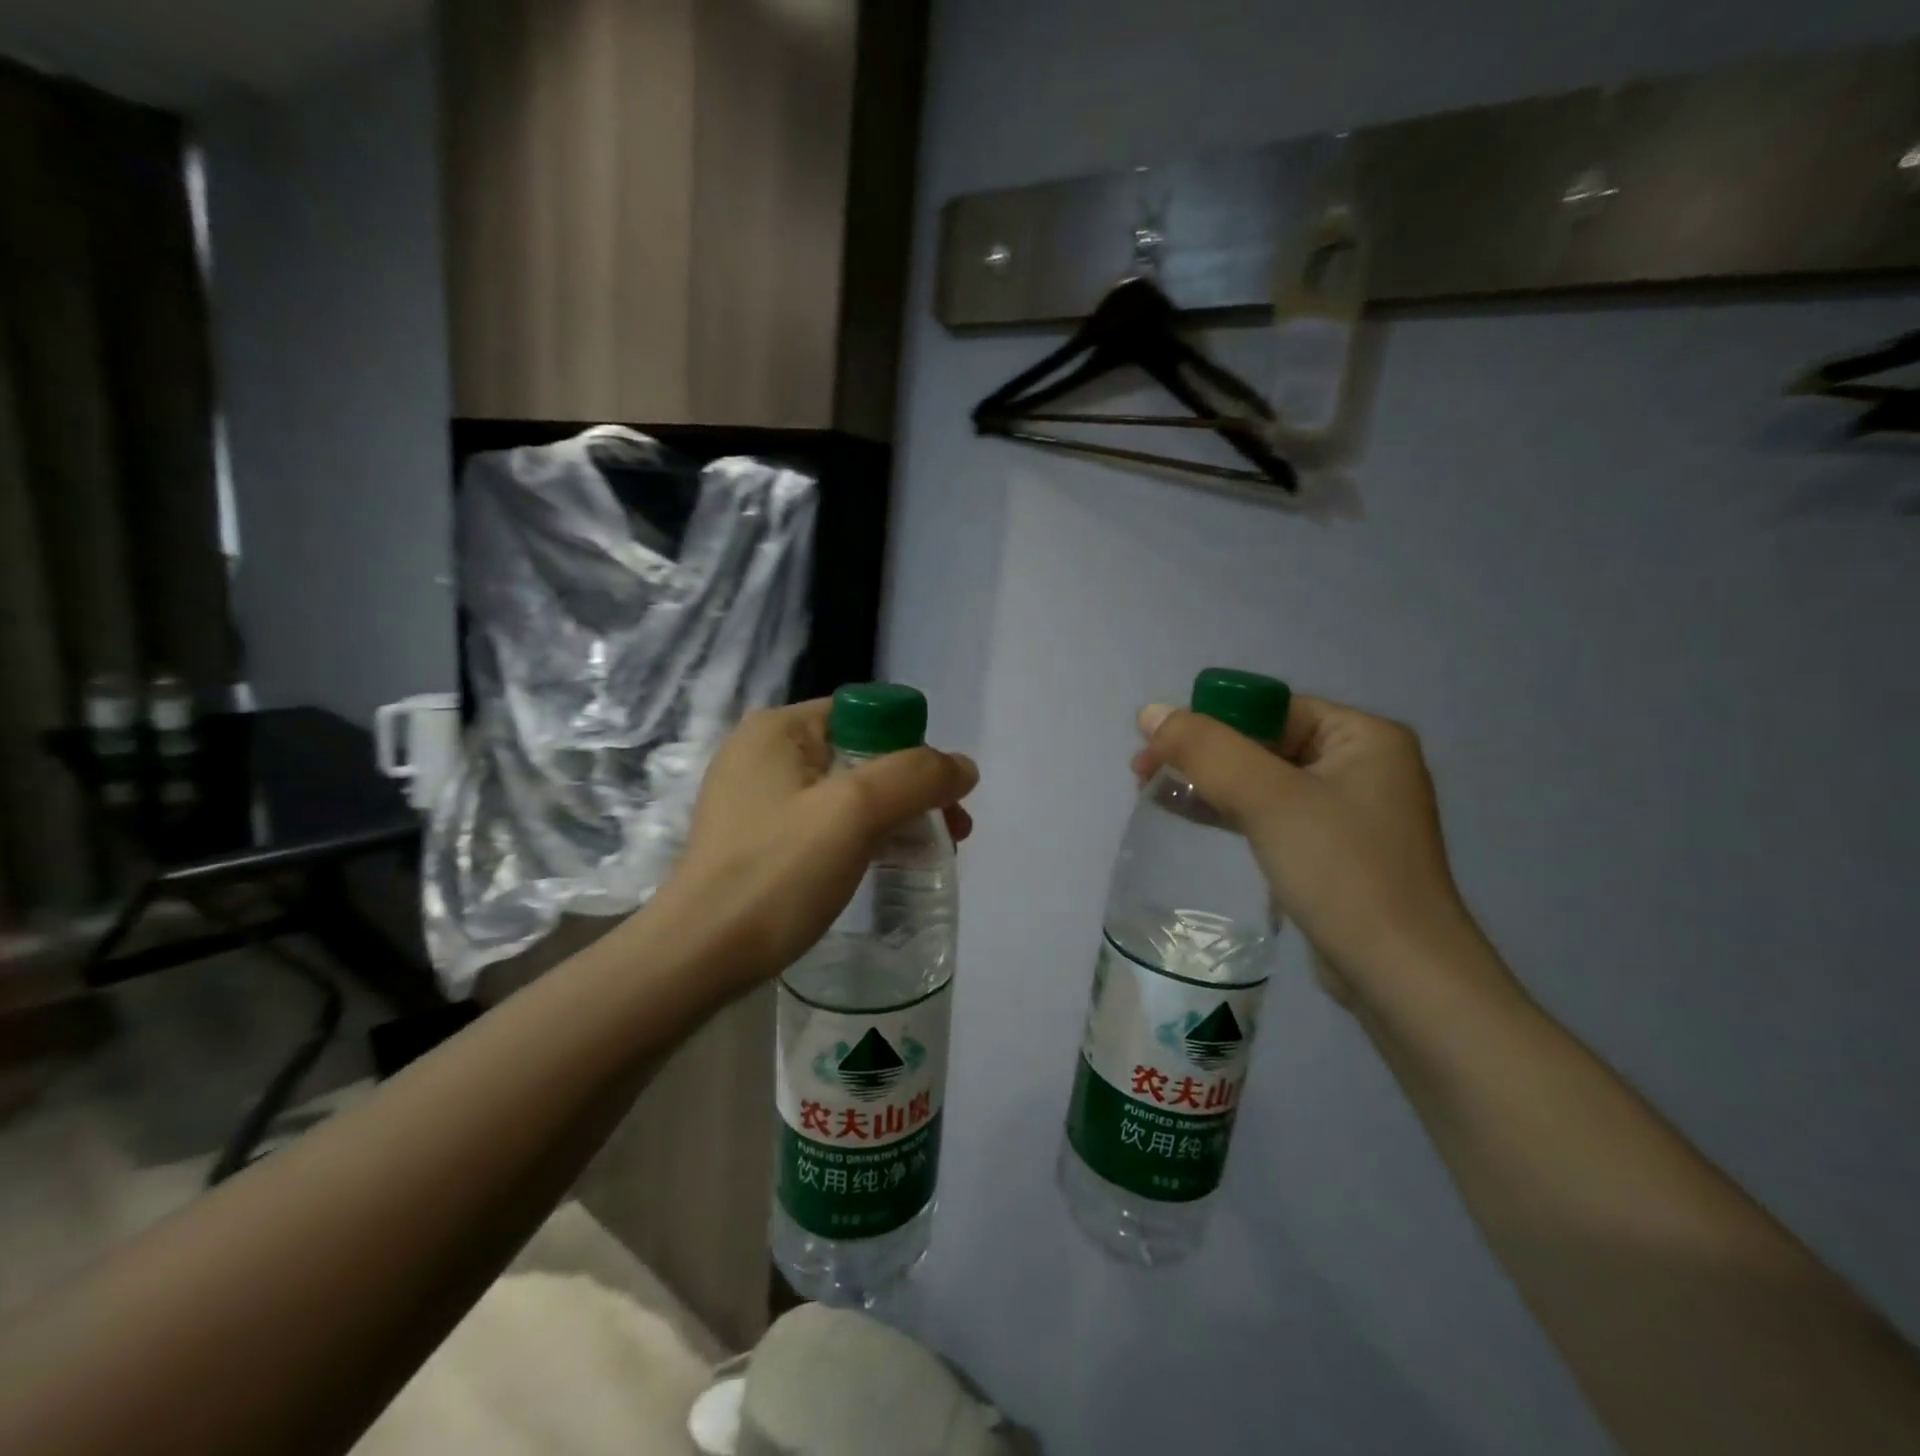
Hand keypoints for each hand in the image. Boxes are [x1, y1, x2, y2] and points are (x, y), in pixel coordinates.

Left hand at [653, 700, 976, 989]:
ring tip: (931, 854)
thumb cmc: (777, 873)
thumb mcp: (855, 812)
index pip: (868, 715)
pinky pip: (825, 822)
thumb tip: (963, 766)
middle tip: (951, 833)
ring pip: (847, 792)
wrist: (698, 957)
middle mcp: (764, 751)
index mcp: (780, 728)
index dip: (913, 750)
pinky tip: (886, 865)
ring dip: (894, 815)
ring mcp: (756, 797)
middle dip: (911, 790)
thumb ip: (916, 777)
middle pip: (862, 754)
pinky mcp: (758, 838)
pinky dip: (863, 836)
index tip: (942, 799)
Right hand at [1133, 693, 1479, 1003]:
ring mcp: (1349, 811)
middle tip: (1142, 772)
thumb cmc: (1341, 872)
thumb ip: (1208, 750)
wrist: (1399, 975)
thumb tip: (1151, 712)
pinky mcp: (1332, 850)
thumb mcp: (1269, 799)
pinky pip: (1271, 814)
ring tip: (1153, 792)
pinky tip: (1190, 815)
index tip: (1155, 745)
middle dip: (1202, 754)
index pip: (1271, 710)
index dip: (1208, 721)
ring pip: (1263, 780)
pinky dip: (1231, 811)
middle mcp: (1362, 765)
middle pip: (1263, 742)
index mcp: (1363, 736)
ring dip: (1210, 782)